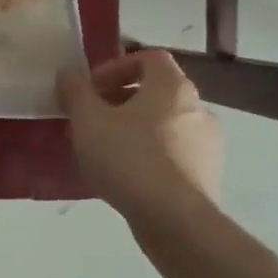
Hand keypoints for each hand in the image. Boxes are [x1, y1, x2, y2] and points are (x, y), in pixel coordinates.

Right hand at [57, 50, 222, 224]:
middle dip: (119, 100)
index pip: (148, 58)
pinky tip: (125, 174)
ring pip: (163, 123)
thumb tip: (69, 74)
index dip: (115, 66)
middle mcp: (197, 108)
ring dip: (133, 128)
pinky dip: (149, 153)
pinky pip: (172, 151)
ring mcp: (207, 142)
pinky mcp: (207, 173)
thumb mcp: (87, 119)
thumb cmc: (128, 157)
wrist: (174, 219)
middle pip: (155, 91)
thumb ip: (75, 91)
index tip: (90, 88)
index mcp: (171, 87)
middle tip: (90, 119)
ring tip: (104, 149)